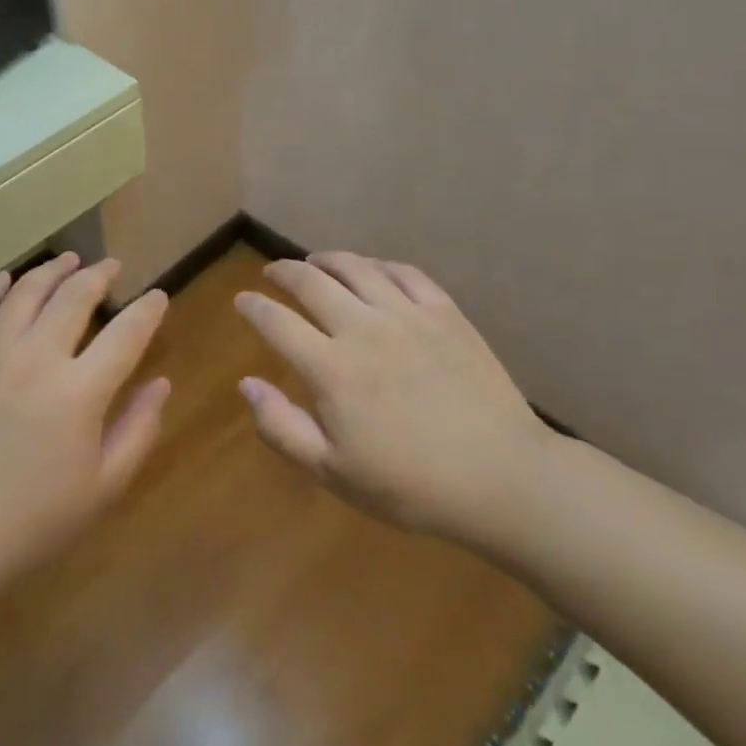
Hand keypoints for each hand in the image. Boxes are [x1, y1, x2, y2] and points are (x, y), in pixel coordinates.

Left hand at [0, 254, 170, 594]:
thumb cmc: (33, 521)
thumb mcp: (103, 487)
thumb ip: (139, 429)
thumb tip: (161, 383)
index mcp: (79, 392)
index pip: (125, 334)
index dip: (147, 310)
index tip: (158, 296)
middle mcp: (36, 358)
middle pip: (74, 296)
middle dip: (99, 274)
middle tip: (111, 266)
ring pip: (26, 291)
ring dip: (52, 270)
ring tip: (68, 260)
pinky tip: (8, 279)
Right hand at [234, 252, 550, 549]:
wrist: (503, 479)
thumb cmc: (411, 486)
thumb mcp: (333, 472)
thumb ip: (281, 427)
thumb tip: (246, 383)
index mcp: (331, 368)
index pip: (277, 322)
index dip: (253, 307)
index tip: (242, 300)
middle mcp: (363, 328)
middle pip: (311, 282)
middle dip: (283, 272)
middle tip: (272, 272)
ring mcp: (407, 315)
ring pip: (356, 268)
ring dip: (327, 259)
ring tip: (315, 261)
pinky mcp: (445, 313)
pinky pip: (404, 272)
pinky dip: (378, 265)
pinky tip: (371, 270)